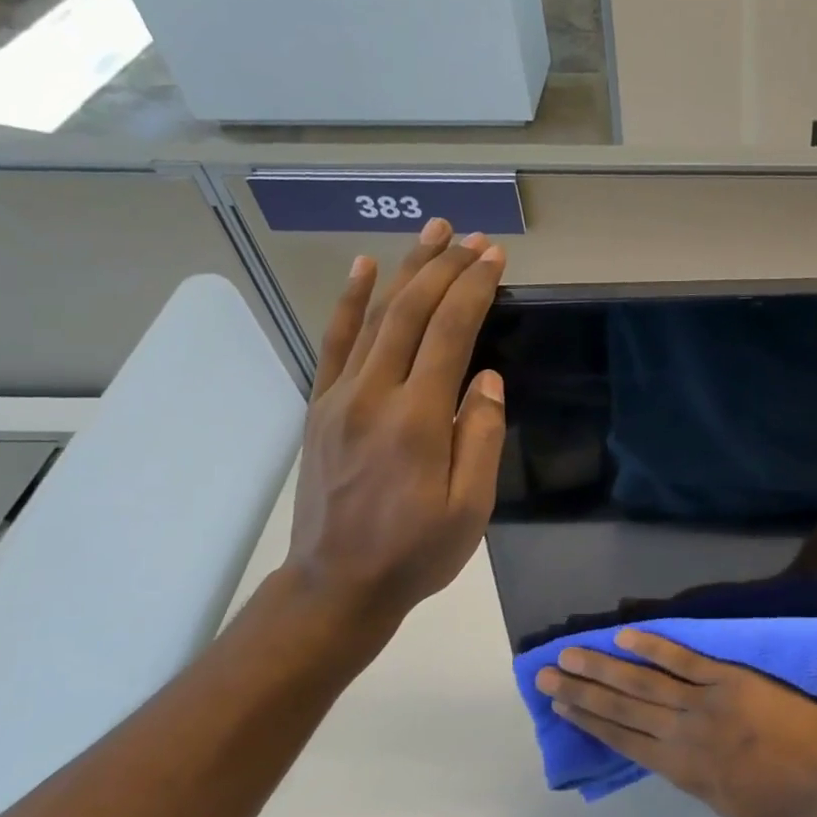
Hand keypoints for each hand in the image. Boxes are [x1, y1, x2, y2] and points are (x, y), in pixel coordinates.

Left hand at [282, 222, 506, 656]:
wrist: (338, 584)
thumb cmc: (416, 552)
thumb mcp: (470, 508)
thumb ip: (482, 437)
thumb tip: (487, 379)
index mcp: (417, 419)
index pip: (449, 334)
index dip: (474, 290)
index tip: (495, 257)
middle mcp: (374, 395)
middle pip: (410, 313)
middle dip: (444, 268)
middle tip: (472, 237)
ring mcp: (340, 398)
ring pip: (375, 318)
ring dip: (405, 271)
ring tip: (431, 233)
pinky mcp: (321, 408)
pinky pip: (335, 343)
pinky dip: (350, 302)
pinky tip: (365, 269)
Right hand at [536, 630, 816, 816]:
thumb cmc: (782, 802)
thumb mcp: (724, 803)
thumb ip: (691, 775)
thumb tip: (664, 751)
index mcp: (681, 771)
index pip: (623, 740)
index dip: (588, 721)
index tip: (559, 705)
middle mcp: (683, 735)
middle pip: (622, 708)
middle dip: (582, 692)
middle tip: (546, 674)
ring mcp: (705, 704)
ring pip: (643, 683)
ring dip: (604, 668)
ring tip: (571, 655)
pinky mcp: (729, 680)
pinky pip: (684, 661)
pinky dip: (653, 648)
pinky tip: (625, 637)